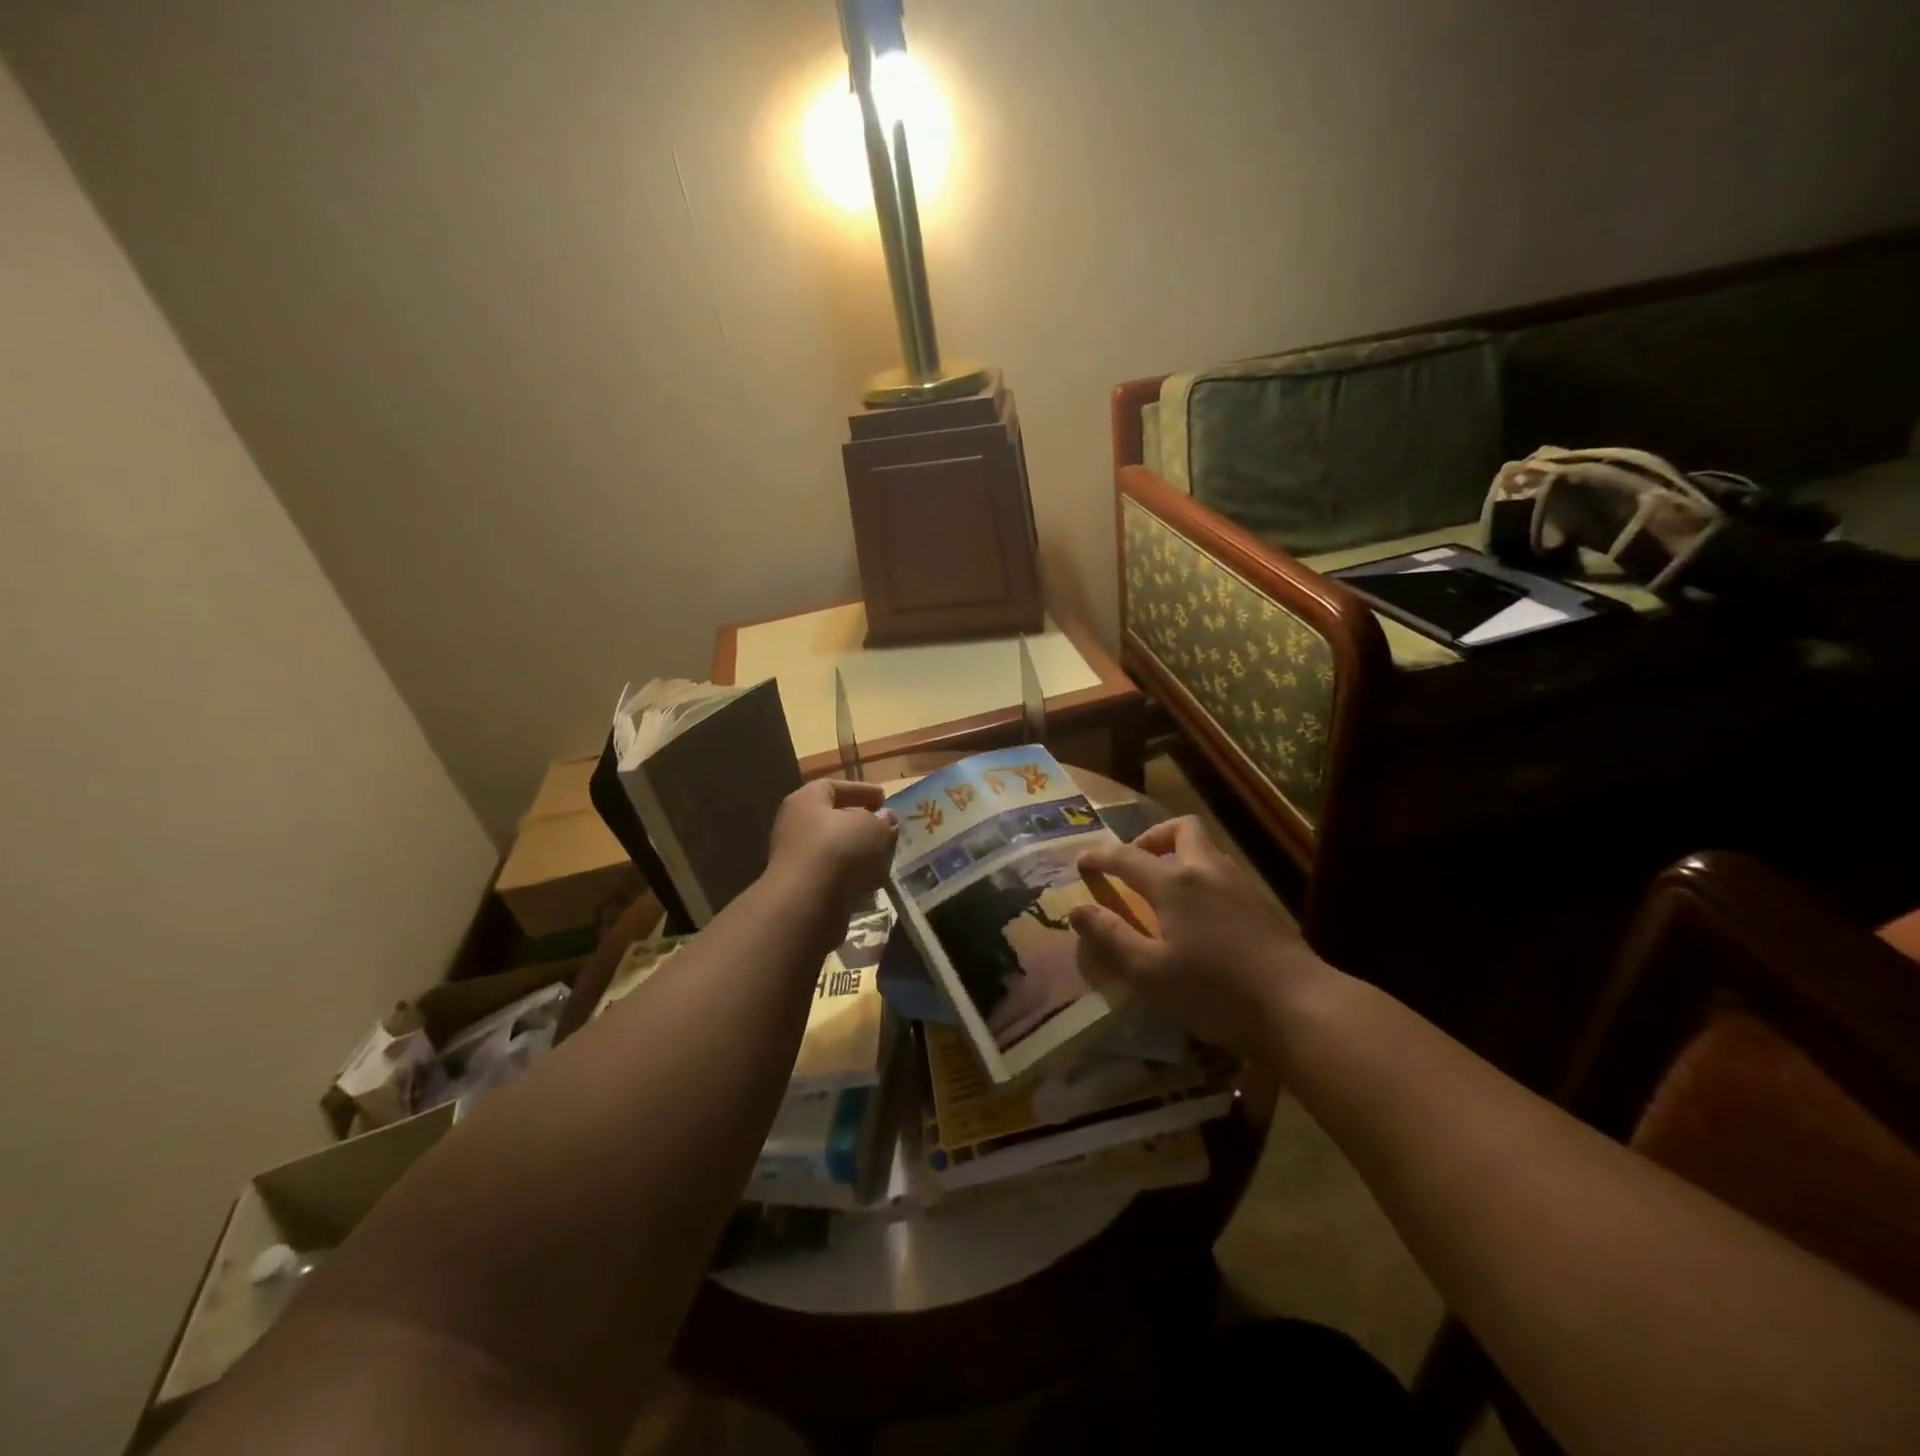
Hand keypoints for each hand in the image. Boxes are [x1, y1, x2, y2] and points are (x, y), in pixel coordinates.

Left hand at [768, 779, 898, 921]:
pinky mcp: (803, 890)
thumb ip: (883, 821)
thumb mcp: (873, 828)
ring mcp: (796, 860)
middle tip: (886, 829)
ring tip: (886, 857)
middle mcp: (795, 826)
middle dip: (860, 824)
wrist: (806, 905)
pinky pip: (833, 877)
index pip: (833, 786)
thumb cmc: (839, 850)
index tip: (884, 798)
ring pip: (834, 851)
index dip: (861, 790)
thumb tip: (886, 819)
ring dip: (858, 853)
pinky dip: (852, 878)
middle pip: (832, 820)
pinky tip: (873, 883)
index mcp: (806, 801)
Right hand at [1070, 816, 1329, 1057]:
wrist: (1298, 1006)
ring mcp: (1240, 885)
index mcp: (1175, 883)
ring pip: (1207, 850)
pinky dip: (1202, 880)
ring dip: (1180, 857)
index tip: (1082, 861)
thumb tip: (1077, 910)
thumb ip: (1111, 937)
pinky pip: (1223, 874)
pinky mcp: (1262, 905)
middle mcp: (1208, 871)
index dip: (1100, 857)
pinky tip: (1200, 916)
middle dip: (1153, 837)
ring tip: (1164, 891)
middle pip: (1181, 830)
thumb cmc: (1215, 990)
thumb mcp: (1149, 972)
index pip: (1127, 856)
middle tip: (1136, 863)